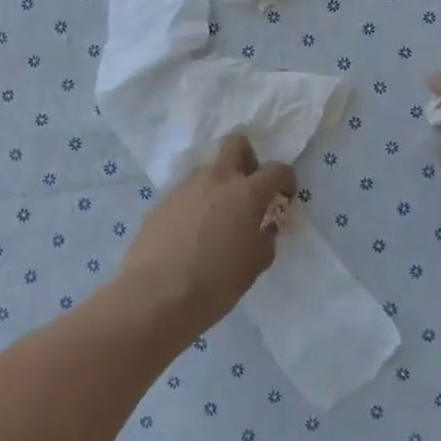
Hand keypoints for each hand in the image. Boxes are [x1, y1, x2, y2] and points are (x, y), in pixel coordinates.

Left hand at [117, 135, 296, 338]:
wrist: (154, 296)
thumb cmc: (215, 283)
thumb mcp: (254, 266)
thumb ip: (265, 239)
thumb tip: (263, 228)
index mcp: (245, 192)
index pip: (276, 169)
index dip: (286, 180)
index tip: (284, 197)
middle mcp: (215, 179)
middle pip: (236, 145)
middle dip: (249, 159)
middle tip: (250, 189)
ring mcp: (185, 187)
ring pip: (209, 170)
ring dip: (219, 185)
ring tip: (217, 221)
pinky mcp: (162, 201)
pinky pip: (187, 192)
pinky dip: (196, 204)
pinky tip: (192, 234)